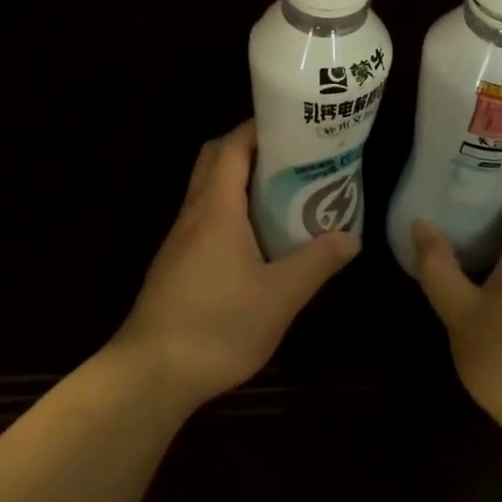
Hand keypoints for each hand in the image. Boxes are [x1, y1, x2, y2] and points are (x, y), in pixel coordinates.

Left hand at [112, 120, 358, 412]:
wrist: (150, 375)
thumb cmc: (216, 326)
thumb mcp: (278, 297)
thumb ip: (316, 262)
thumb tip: (351, 237)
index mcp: (217, 207)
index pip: (233, 145)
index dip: (260, 128)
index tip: (294, 127)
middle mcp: (195, 212)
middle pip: (216, 159)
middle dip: (250, 148)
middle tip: (291, 157)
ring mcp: (181, 238)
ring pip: (208, 188)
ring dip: (239, 179)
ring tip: (283, 192)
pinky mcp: (176, 262)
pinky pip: (205, 216)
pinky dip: (230, 208)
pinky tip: (256, 238)